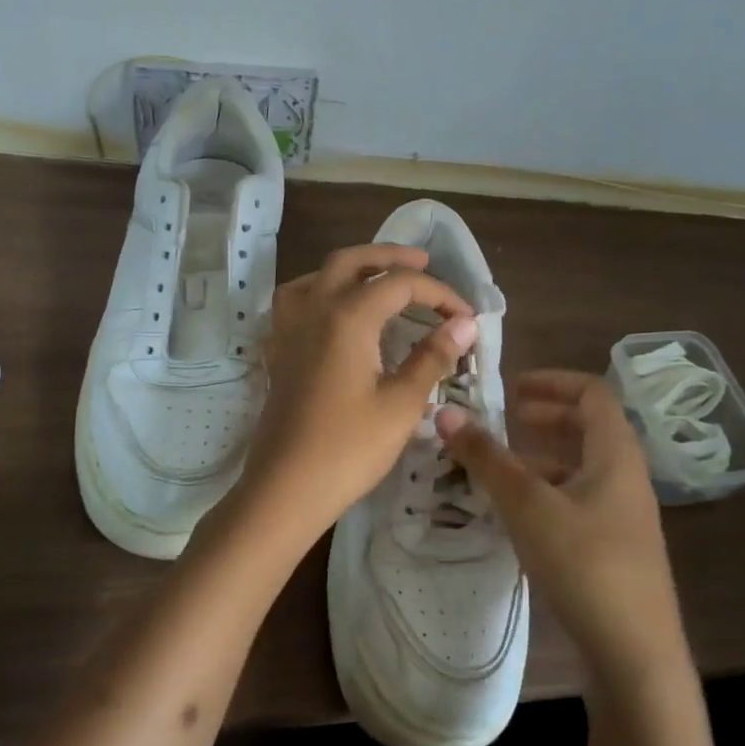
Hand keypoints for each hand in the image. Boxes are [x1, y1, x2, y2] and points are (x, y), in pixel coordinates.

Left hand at [234, 244, 476, 551]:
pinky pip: (297, 301)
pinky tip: (335, 312)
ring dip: (352, 269)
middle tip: (423, 263)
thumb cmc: (348, 449)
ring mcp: (289, 329)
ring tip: (379, 280)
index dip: (439, 294)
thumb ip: (433, 357)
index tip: (466, 317)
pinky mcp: (278, 351)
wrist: (285, 489)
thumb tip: (464, 325)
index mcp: (348, 316)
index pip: (401, 284)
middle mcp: (314, 309)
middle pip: (352, 261)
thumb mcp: (401, 404)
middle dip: (390, 256)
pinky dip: (321, 291)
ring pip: (318, 275)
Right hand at [438, 371, 690, 691]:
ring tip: (499, 463)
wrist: (635, 655)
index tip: (510, 385)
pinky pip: (578, 499)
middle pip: (588, 427)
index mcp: (616, 453)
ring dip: (542, 455)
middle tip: (504, 417)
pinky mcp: (613, 548)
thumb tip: (446, 412)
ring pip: (580, 466)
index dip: (552, 380)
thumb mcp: (528, 505)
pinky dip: (546, 490)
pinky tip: (517, 511)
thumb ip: (487, 458)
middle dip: (545, 415)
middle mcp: (625, 476)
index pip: (592, 392)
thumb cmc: (585, 564)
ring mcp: (622, 515)